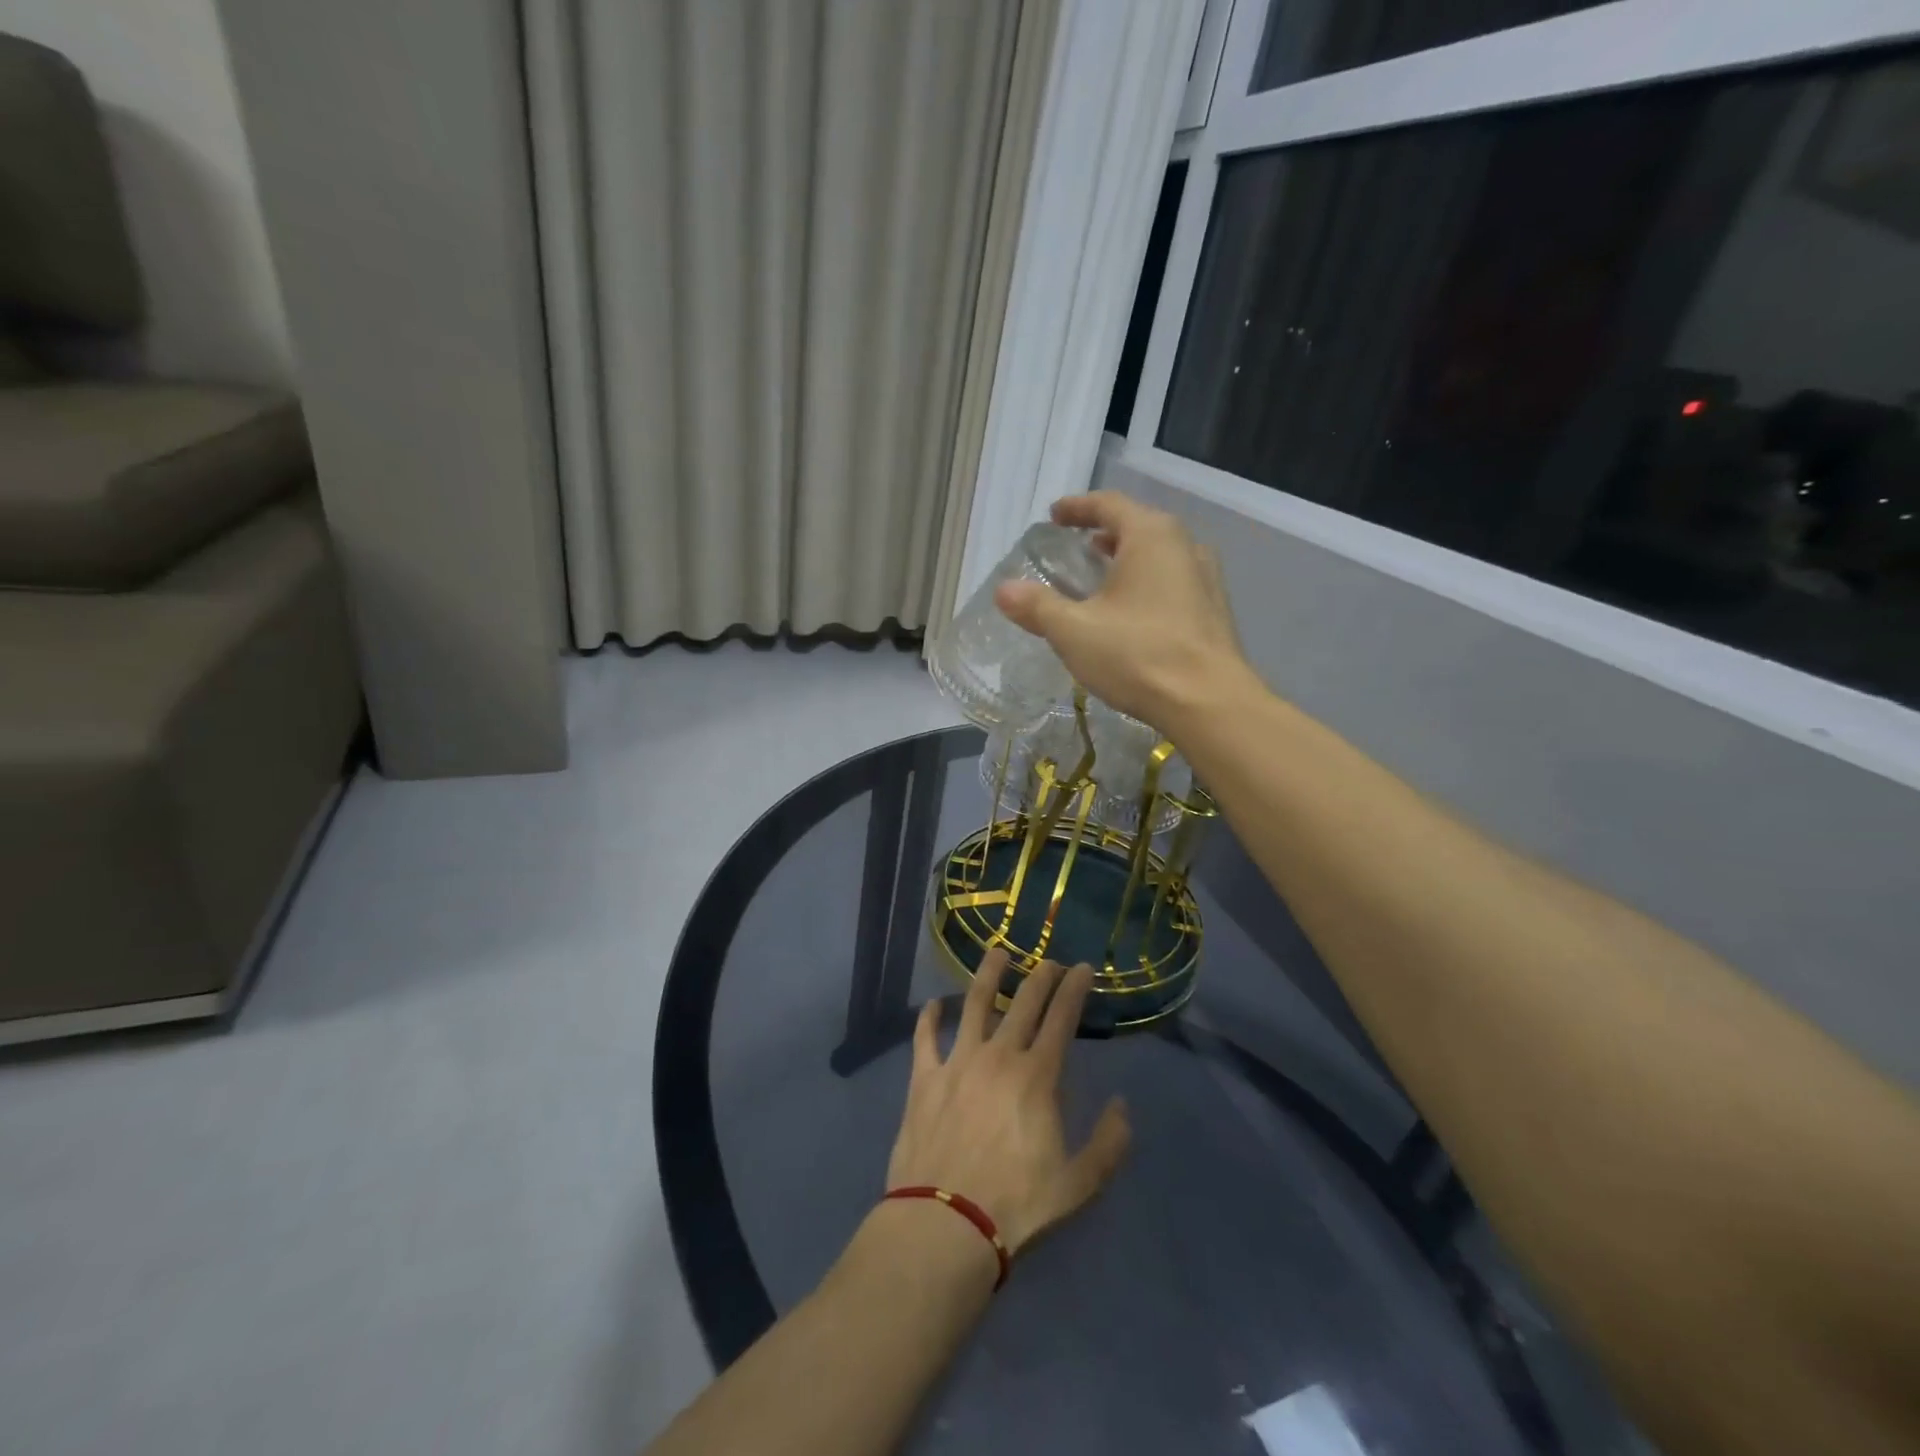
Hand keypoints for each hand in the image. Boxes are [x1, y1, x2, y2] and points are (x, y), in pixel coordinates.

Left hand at [886, 951, 1130, 1256]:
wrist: (945, 1224)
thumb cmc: (1017, 1205)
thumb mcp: (1079, 1185)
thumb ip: (1108, 1143)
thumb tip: (1122, 1106)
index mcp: (1038, 1076)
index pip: (1062, 1018)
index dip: (1074, 989)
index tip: (1082, 968)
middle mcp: (999, 1056)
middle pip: (1023, 1003)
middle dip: (1040, 976)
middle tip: (1049, 961)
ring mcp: (958, 1062)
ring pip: (974, 1004)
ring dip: (989, 975)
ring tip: (998, 953)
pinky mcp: (925, 1078)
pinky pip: (926, 1037)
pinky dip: (929, 1017)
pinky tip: (933, 1004)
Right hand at [995, 493, 1255, 734]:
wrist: (1209, 703)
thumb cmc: (1138, 655)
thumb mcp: (1074, 631)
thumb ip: (1037, 606)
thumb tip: (1004, 590)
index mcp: (1150, 536)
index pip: (1108, 505)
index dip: (1077, 508)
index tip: (1054, 516)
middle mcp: (1184, 545)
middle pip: (1138, 525)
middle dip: (1104, 532)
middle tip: (1077, 545)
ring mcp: (1205, 577)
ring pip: (1159, 554)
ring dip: (1127, 558)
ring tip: (1102, 576)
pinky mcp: (1214, 609)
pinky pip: (1173, 580)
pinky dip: (1146, 582)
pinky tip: (1132, 612)